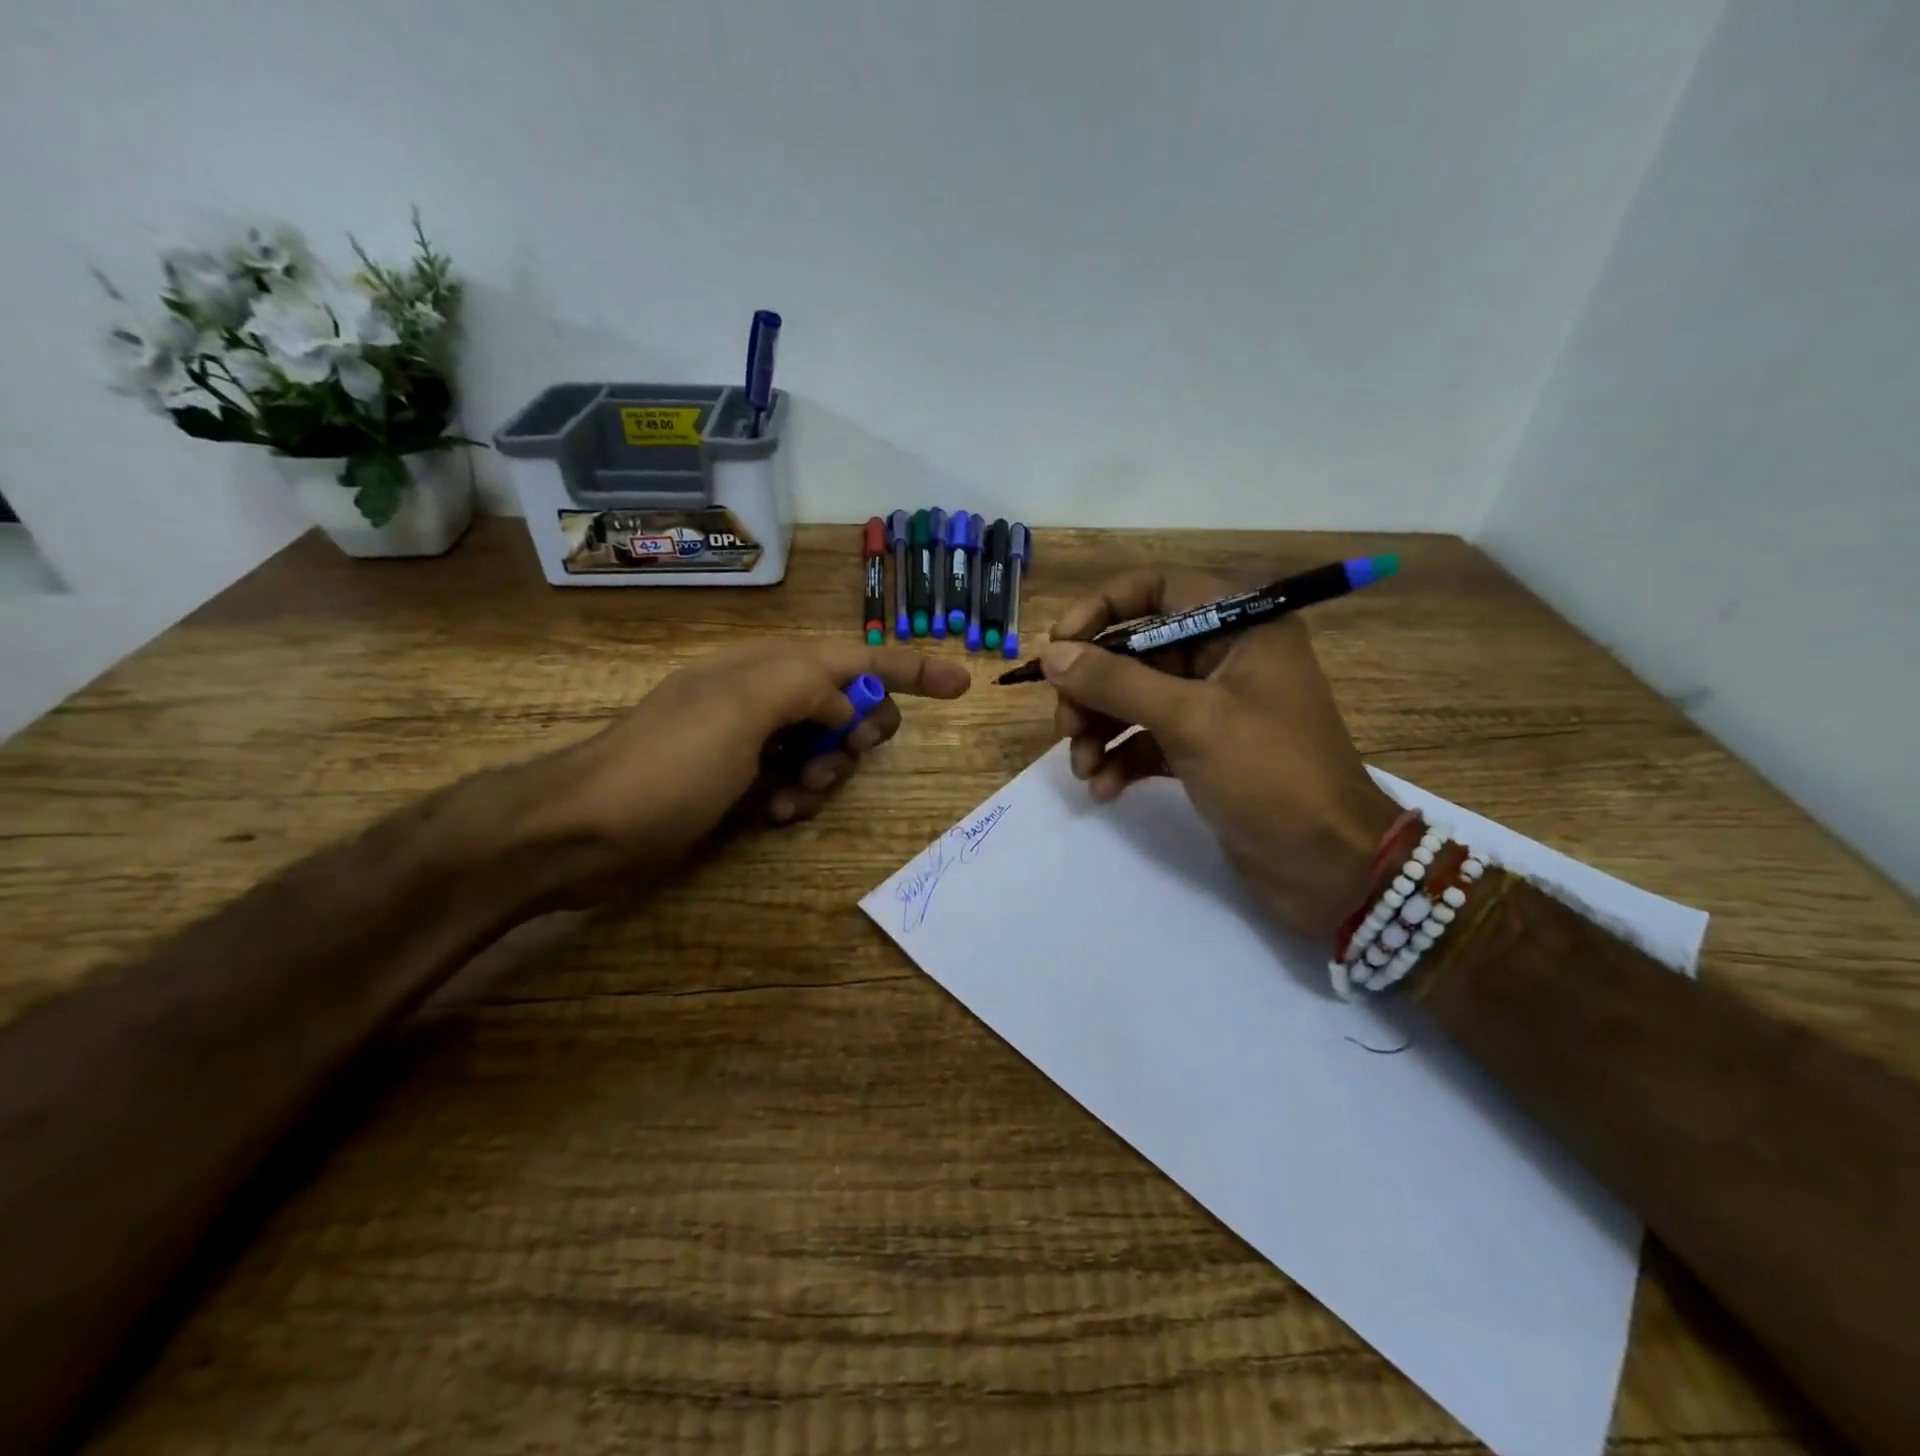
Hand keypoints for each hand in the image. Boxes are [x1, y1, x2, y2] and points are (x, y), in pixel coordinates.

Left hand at [512, 639, 970, 899]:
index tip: (961, 684)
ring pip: (825, 749)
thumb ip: (808, 687)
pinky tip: (773, 815)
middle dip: (858, 732)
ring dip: (825, 774)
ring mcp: (751, 741)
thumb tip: (846, 706)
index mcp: (767, 666)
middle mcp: (763, 696)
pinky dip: (797, 798)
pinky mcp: (739, 782)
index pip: (855, 656)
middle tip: (842, 757)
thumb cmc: (668, 764)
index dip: (910, 667)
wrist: (586, 831)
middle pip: (847, 704)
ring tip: (792, 797)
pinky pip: (795, 782)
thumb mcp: (741, 708)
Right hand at [1042, 567, 1399, 939]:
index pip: (1157, 588)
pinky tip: (1103, 789)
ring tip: (1082, 767)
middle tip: (1066, 726)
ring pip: (1135, 698)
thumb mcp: (1189, 720)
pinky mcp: (1203, 749)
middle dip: (1093, 688)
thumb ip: (1116, 682)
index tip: (1061, 644)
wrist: (1329, 865)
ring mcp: (1213, 705)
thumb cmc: (1269, 774)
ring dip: (1099, 728)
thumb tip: (1053, 654)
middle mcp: (1224, 656)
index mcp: (1239, 626)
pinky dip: (1121, 758)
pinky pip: (1146, 739)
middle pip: (1135, 650)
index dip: (1102, 607)